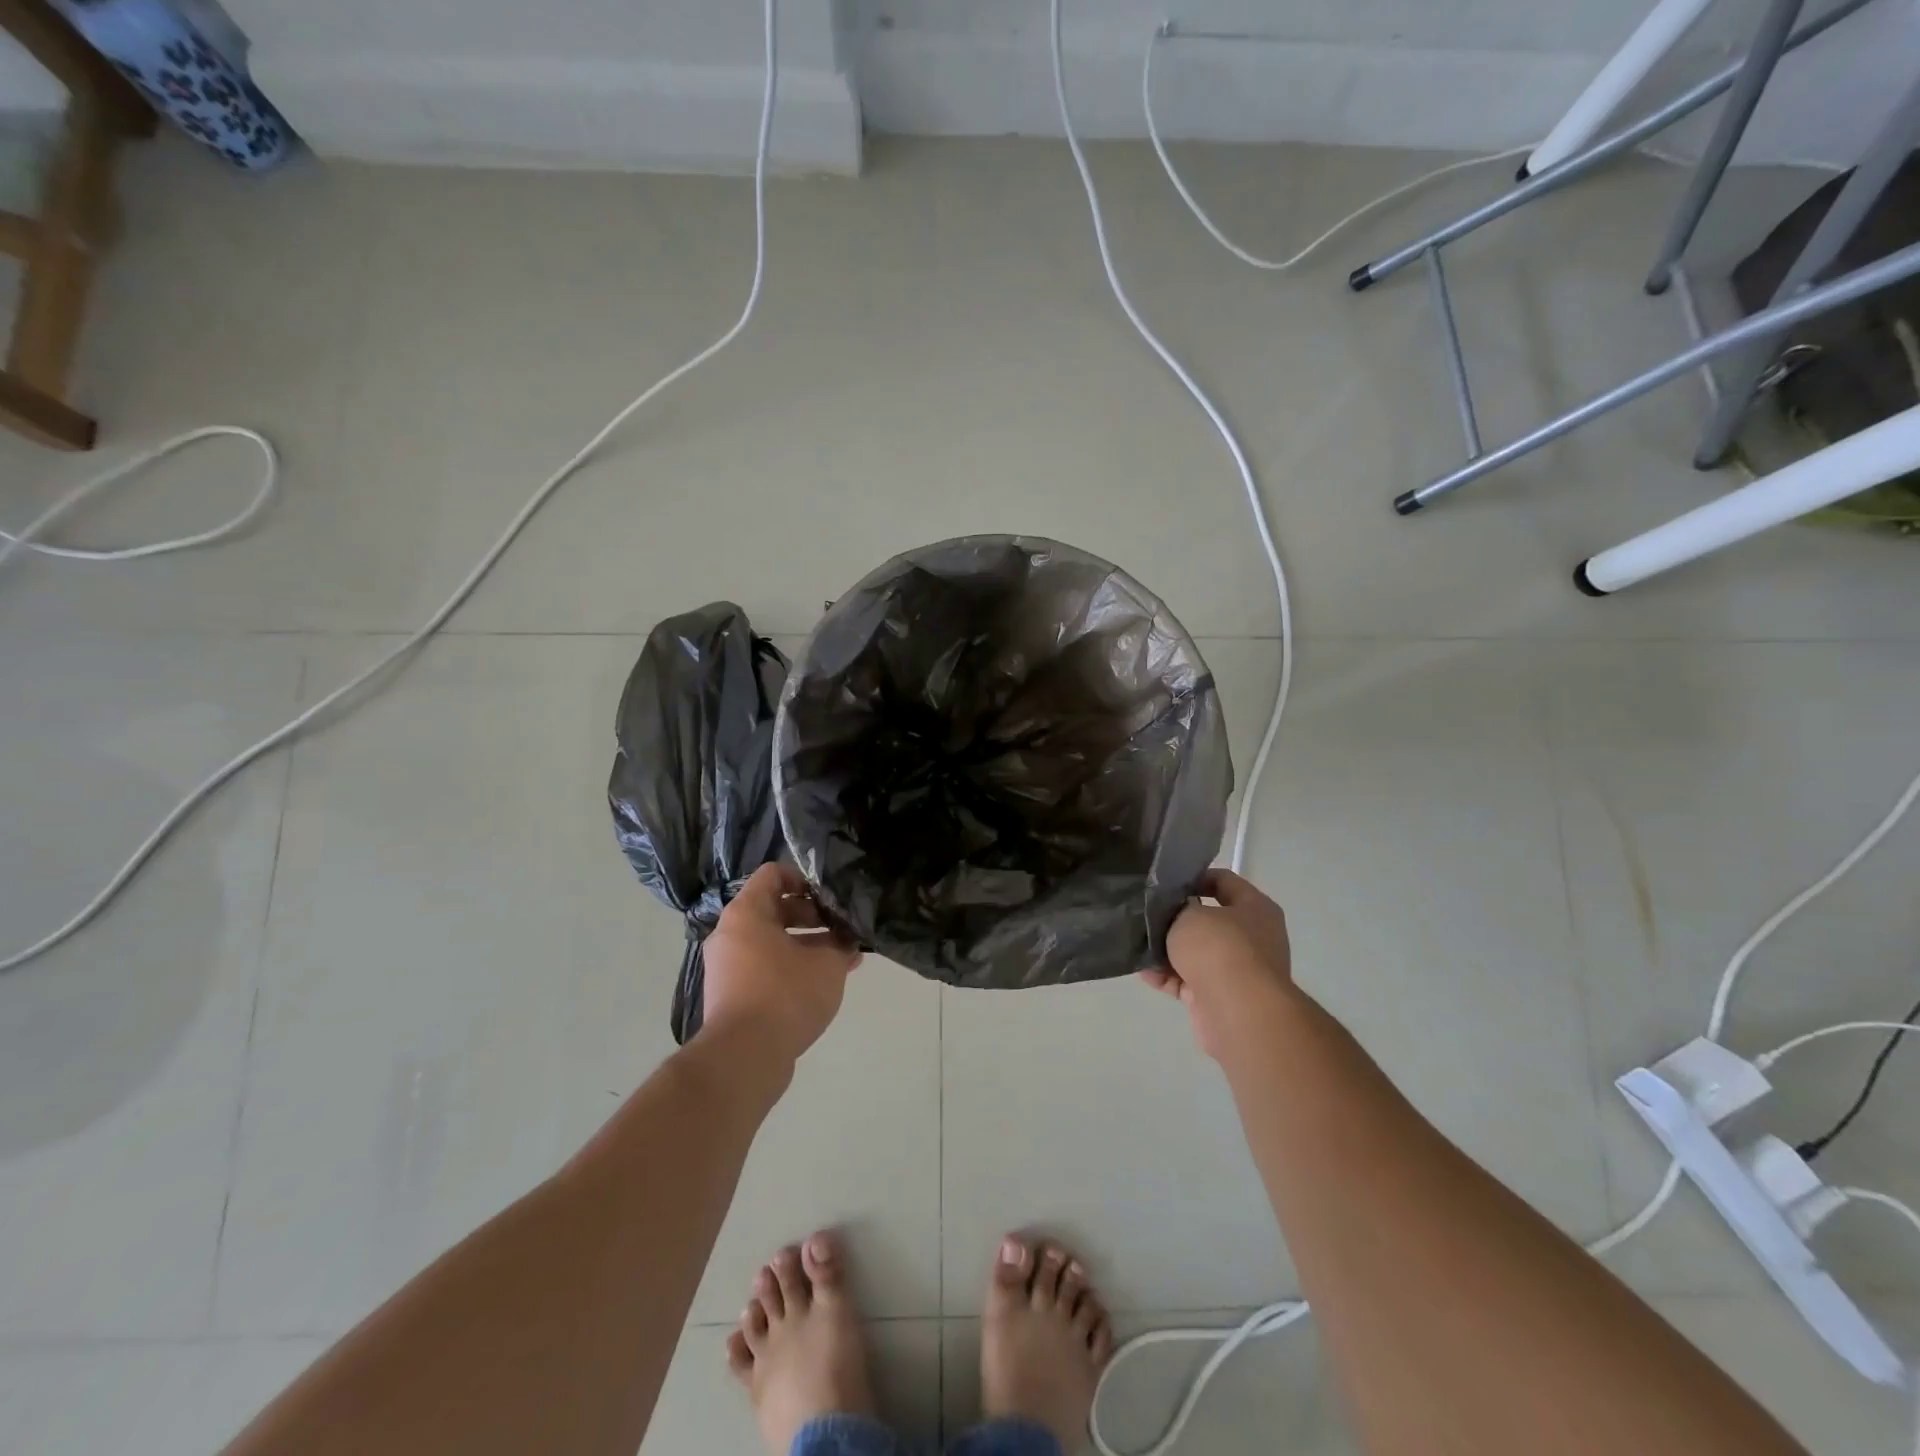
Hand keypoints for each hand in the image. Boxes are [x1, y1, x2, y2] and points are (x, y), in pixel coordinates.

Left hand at [701, 863, 861, 1065]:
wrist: (743, 1058)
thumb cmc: (785, 995)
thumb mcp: (827, 963)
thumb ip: (841, 943)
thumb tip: (849, 939)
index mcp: (746, 913)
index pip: (774, 874)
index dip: (805, 878)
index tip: (830, 897)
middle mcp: (730, 934)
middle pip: (774, 908)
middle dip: (813, 917)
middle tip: (842, 929)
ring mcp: (727, 966)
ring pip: (772, 942)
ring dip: (807, 946)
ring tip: (842, 959)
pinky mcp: (731, 995)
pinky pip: (764, 968)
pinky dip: (791, 968)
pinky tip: (823, 983)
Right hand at [1141, 868, 1294, 1059]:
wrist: (1237, 1011)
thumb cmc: (1218, 948)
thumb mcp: (1188, 913)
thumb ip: (1176, 908)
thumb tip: (1173, 914)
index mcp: (1255, 908)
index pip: (1224, 881)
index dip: (1194, 877)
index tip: (1165, 883)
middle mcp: (1253, 938)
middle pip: (1208, 921)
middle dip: (1176, 920)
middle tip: (1147, 913)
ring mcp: (1238, 971)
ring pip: (1197, 954)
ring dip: (1168, 952)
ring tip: (1138, 944)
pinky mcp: (1221, 998)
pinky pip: (1189, 981)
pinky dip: (1168, 977)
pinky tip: (1144, 972)